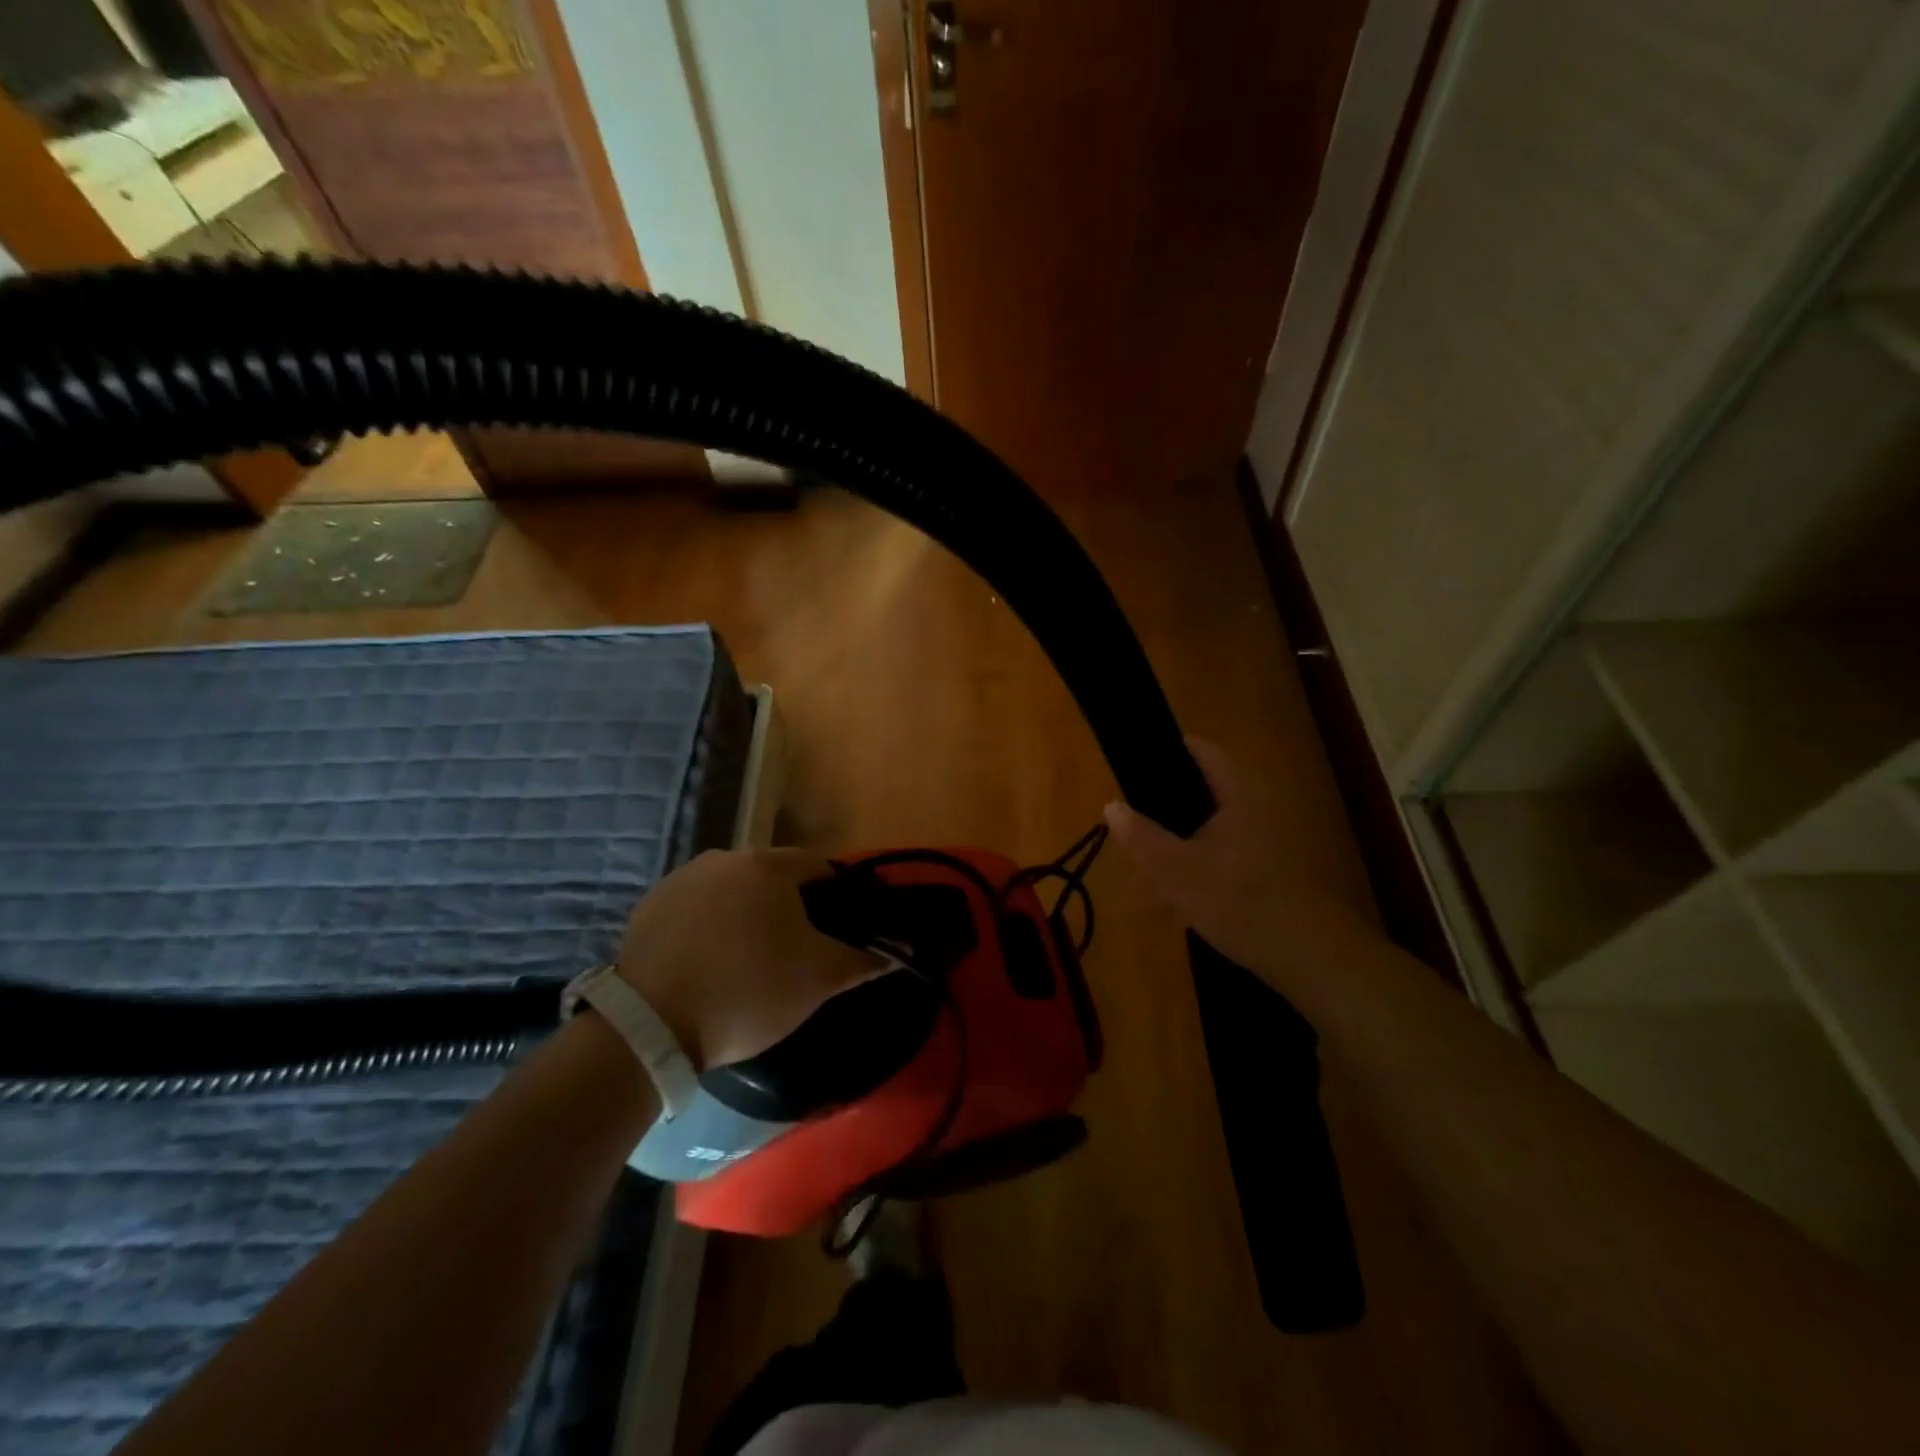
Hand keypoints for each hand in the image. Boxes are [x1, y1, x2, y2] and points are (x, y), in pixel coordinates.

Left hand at [612, 848, 884, 1068]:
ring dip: (749, 915)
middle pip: (774, 877)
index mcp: (768, 865)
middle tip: (798, 952)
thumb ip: (862, 960)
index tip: (841, 931)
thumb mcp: (817, 980)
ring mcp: (681, 878)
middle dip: (791, 908)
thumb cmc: (747, 992)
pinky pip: (697, 908)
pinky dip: (711, 927)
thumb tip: (897, 952)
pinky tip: (710, 964)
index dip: (839, 898)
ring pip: (734, 891)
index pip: (820, 868)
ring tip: (751, 961)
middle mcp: (723, 857)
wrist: (649, 1028)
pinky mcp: (650, 906)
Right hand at [1102, 738, 1374, 991]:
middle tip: (1133, 819)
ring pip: (1211, 824)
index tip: (1133, 762)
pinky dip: (1199, 858)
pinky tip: (1180, 886)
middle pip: (1203, 787)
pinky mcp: (1268, 868)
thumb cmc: (1237, 900)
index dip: (1166, 749)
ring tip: (1149, 856)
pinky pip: (1224, 849)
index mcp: (1236, 795)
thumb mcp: (1175, 870)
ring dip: (1180, 835)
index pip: (1200, 751)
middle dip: (1166, 801)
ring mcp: (1265, 838)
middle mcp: (1255, 807)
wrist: (1305, 954)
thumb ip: (1141, 836)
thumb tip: (1112, 805)